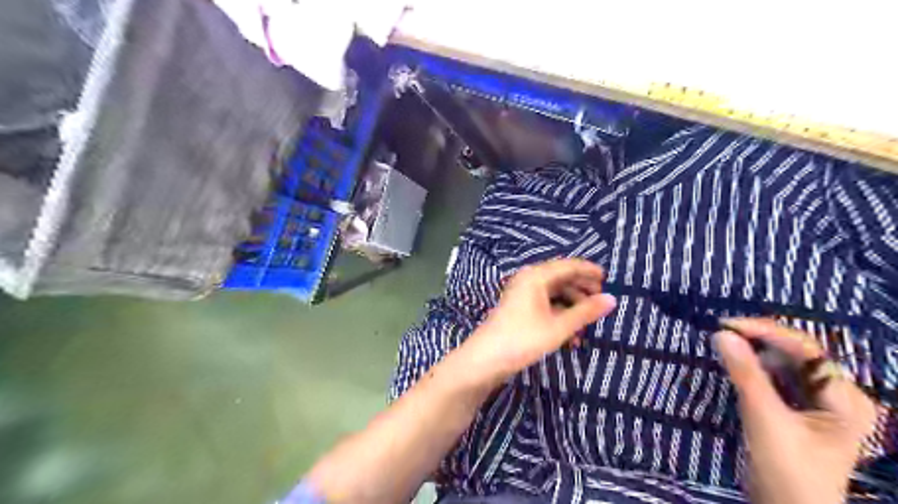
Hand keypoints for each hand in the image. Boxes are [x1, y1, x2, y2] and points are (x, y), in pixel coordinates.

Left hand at [460, 258, 613, 387]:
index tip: (608, 278)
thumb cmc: (523, 339)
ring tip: (588, 324)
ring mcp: (522, 294)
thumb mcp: (558, 327)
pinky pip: (545, 305)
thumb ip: (585, 312)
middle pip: (561, 278)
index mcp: (536, 276)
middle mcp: (528, 280)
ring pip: (554, 294)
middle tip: (601, 302)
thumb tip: (611, 299)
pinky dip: (560, 316)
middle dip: (582, 290)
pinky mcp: (520, 309)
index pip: (568, 265)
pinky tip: (571, 335)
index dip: (589, 270)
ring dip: (572, 307)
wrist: (485, 360)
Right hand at [718, 319, 878, 502]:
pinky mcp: (797, 410)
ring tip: (725, 343)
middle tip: (723, 332)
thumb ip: (745, 374)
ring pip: (785, 364)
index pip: (807, 350)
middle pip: (797, 354)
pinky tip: (736, 363)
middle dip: (760, 340)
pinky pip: (776, 378)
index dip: (767, 331)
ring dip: (755, 352)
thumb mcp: (765, 419)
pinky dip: (755, 367)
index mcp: (845, 398)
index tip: (728, 324)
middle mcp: (837, 395)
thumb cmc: (787, 470)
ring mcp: (818, 403)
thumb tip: (722, 334)